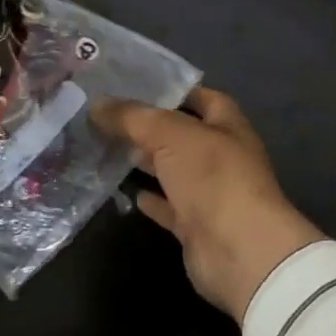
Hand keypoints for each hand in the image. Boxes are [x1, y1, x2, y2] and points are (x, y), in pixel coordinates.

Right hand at [93, 88, 323, 321]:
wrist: (239, 250)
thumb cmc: (213, 177)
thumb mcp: (170, 134)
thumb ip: (133, 117)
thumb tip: (96, 104)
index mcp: (227, 126)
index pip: (202, 98)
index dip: (173, 90)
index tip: (135, 86)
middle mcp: (221, 156)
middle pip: (182, 135)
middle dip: (149, 127)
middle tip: (108, 118)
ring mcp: (209, 193)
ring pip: (173, 170)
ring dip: (146, 162)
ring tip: (107, 149)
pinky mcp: (195, 226)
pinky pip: (169, 207)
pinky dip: (150, 199)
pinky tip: (125, 192)